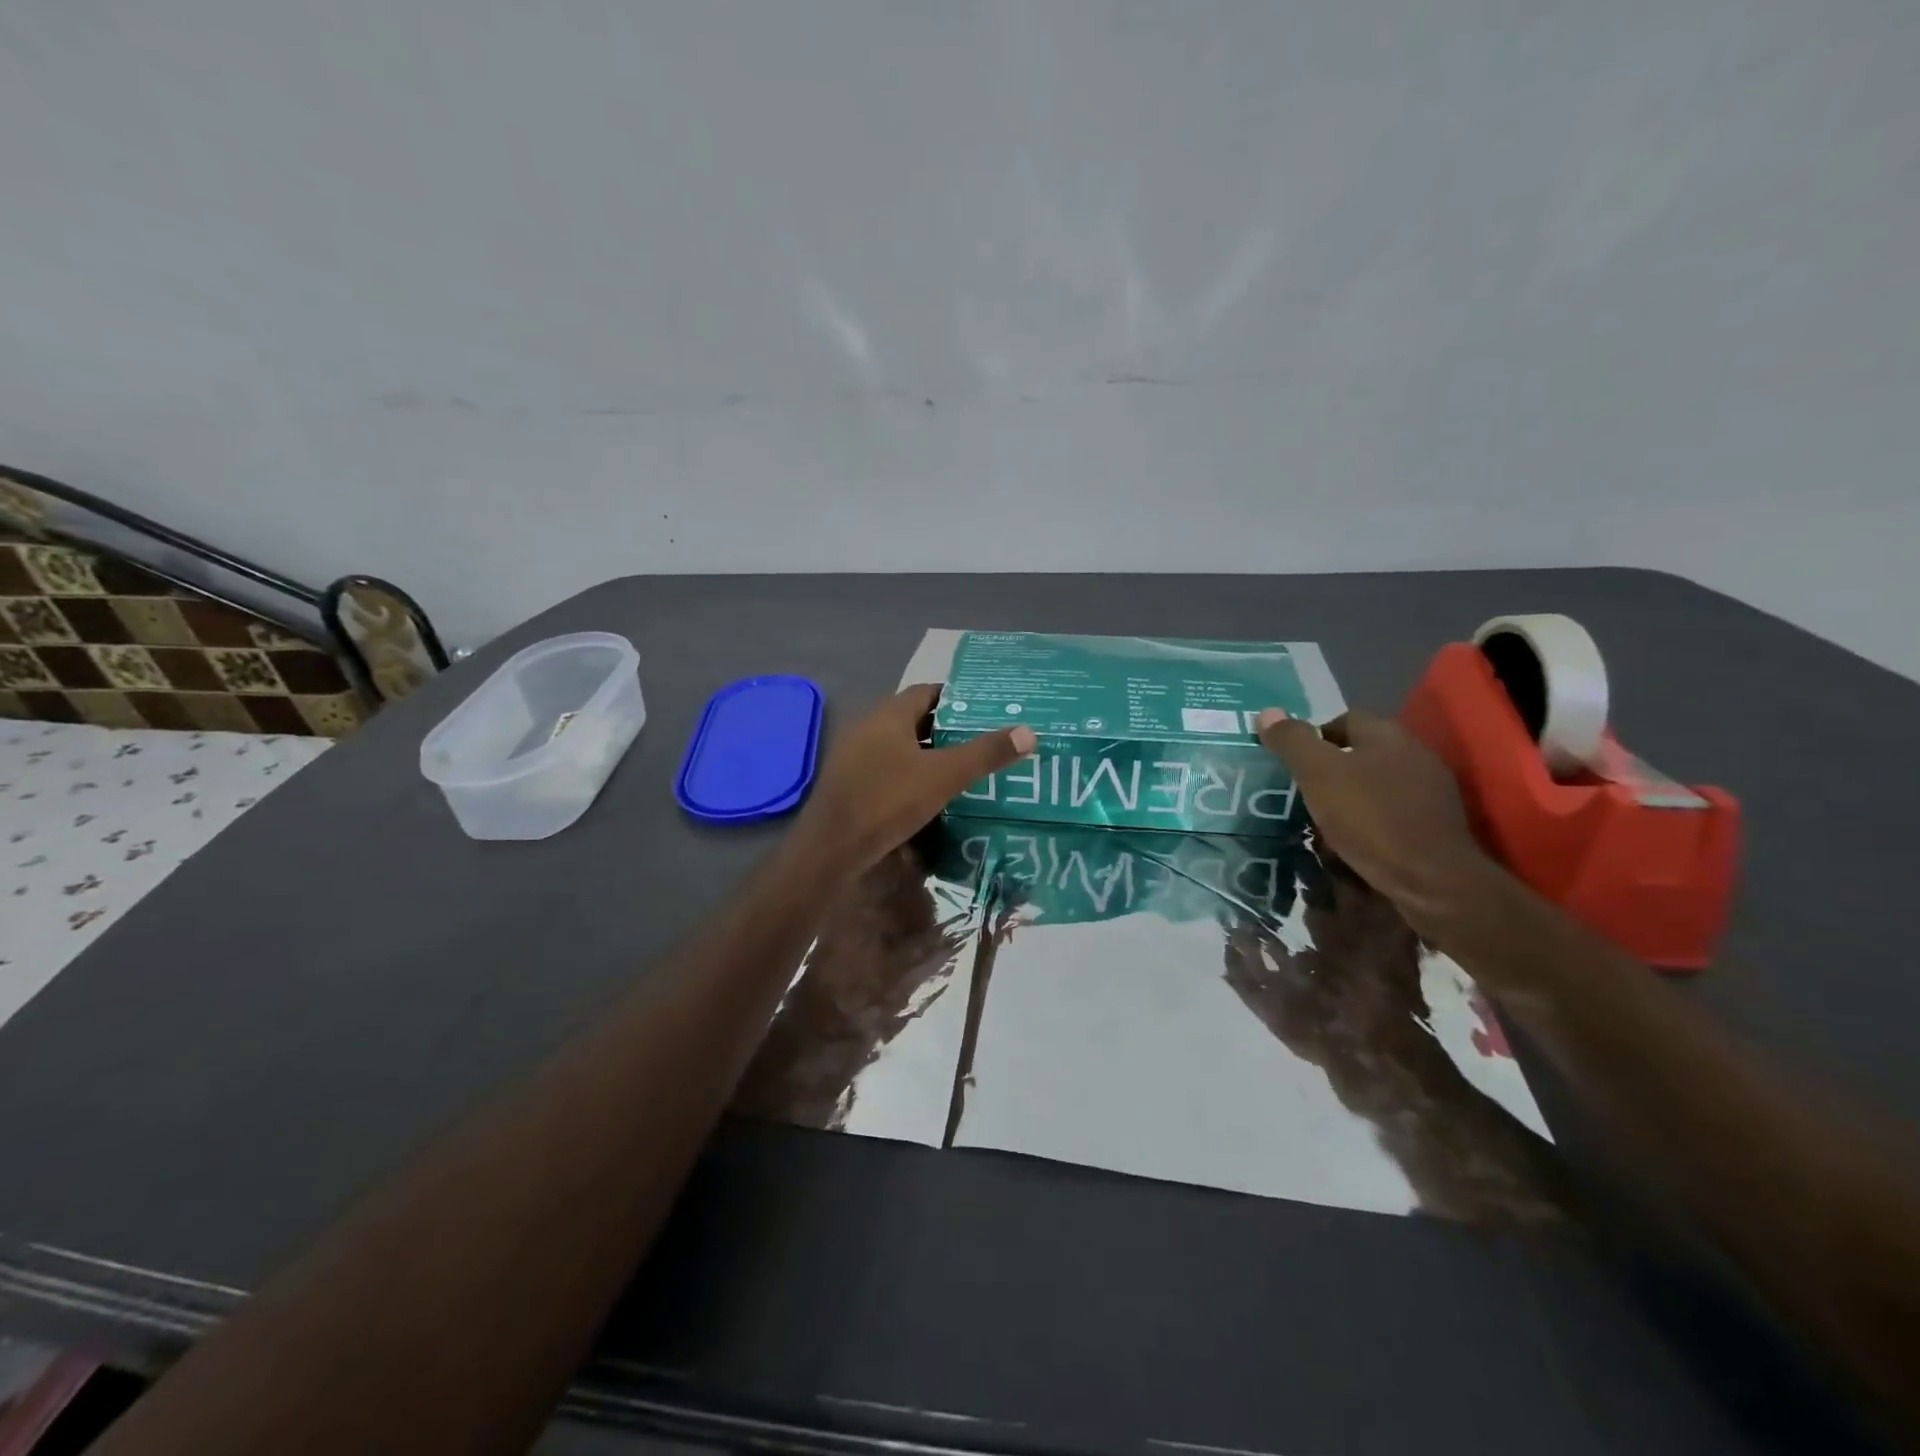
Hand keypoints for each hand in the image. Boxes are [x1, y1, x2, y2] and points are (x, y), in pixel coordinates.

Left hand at [796, 684, 1034, 876]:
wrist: (831, 848)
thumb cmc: (888, 801)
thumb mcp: (944, 776)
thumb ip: (985, 754)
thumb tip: (1028, 732)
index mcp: (889, 715)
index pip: (927, 692)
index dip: (956, 699)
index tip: (985, 711)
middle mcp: (868, 727)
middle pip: (913, 719)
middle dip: (946, 729)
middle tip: (981, 741)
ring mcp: (853, 757)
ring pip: (899, 747)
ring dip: (927, 754)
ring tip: (962, 769)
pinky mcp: (848, 784)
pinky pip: (886, 769)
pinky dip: (909, 775)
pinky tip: (928, 795)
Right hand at [1255, 707, 1497, 936]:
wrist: (1431, 879)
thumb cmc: (1369, 817)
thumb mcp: (1318, 774)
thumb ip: (1292, 741)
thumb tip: (1266, 712)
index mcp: (1387, 735)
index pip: (1344, 719)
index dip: (1313, 736)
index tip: (1292, 763)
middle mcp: (1414, 754)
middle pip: (1360, 752)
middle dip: (1330, 769)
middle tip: (1301, 792)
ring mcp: (1430, 791)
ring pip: (1376, 784)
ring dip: (1349, 796)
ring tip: (1321, 820)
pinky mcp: (1436, 825)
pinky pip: (1391, 812)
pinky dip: (1369, 821)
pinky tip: (1352, 842)